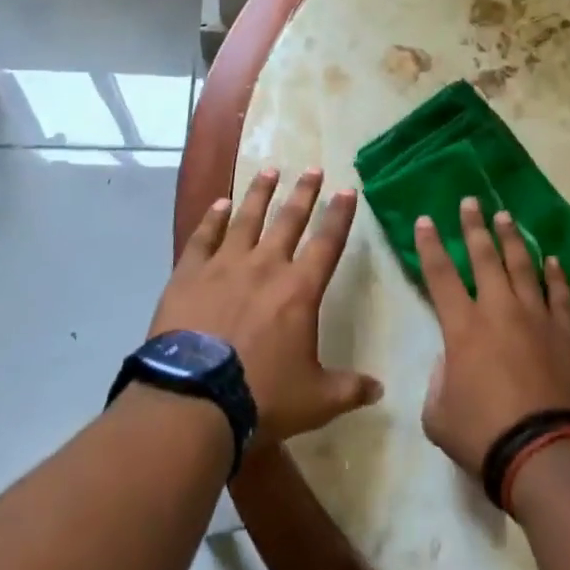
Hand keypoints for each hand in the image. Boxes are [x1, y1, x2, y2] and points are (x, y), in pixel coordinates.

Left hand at [151, 167, 381, 444]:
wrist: (192, 401)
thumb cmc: (261, 397)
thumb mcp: (315, 400)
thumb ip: (349, 389)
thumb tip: (381, 389)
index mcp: (299, 290)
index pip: (327, 242)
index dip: (340, 215)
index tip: (348, 189)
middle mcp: (266, 266)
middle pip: (289, 220)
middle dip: (304, 193)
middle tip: (313, 168)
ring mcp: (224, 266)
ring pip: (247, 219)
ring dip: (260, 193)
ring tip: (269, 170)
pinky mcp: (189, 275)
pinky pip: (203, 237)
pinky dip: (212, 218)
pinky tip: (219, 203)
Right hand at [417, 197, 569, 476]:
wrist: (545, 452)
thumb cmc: (484, 435)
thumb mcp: (439, 415)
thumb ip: (439, 382)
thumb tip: (450, 362)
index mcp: (463, 327)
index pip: (440, 274)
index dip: (430, 245)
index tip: (425, 220)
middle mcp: (499, 310)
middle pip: (485, 257)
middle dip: (474, 226)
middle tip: (470, 201)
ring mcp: (537, 317)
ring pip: (523, 266)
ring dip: (512, 239)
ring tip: (505, 216)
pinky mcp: (566, 332)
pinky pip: (561, 294)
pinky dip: (556, 274)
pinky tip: (552, 259)